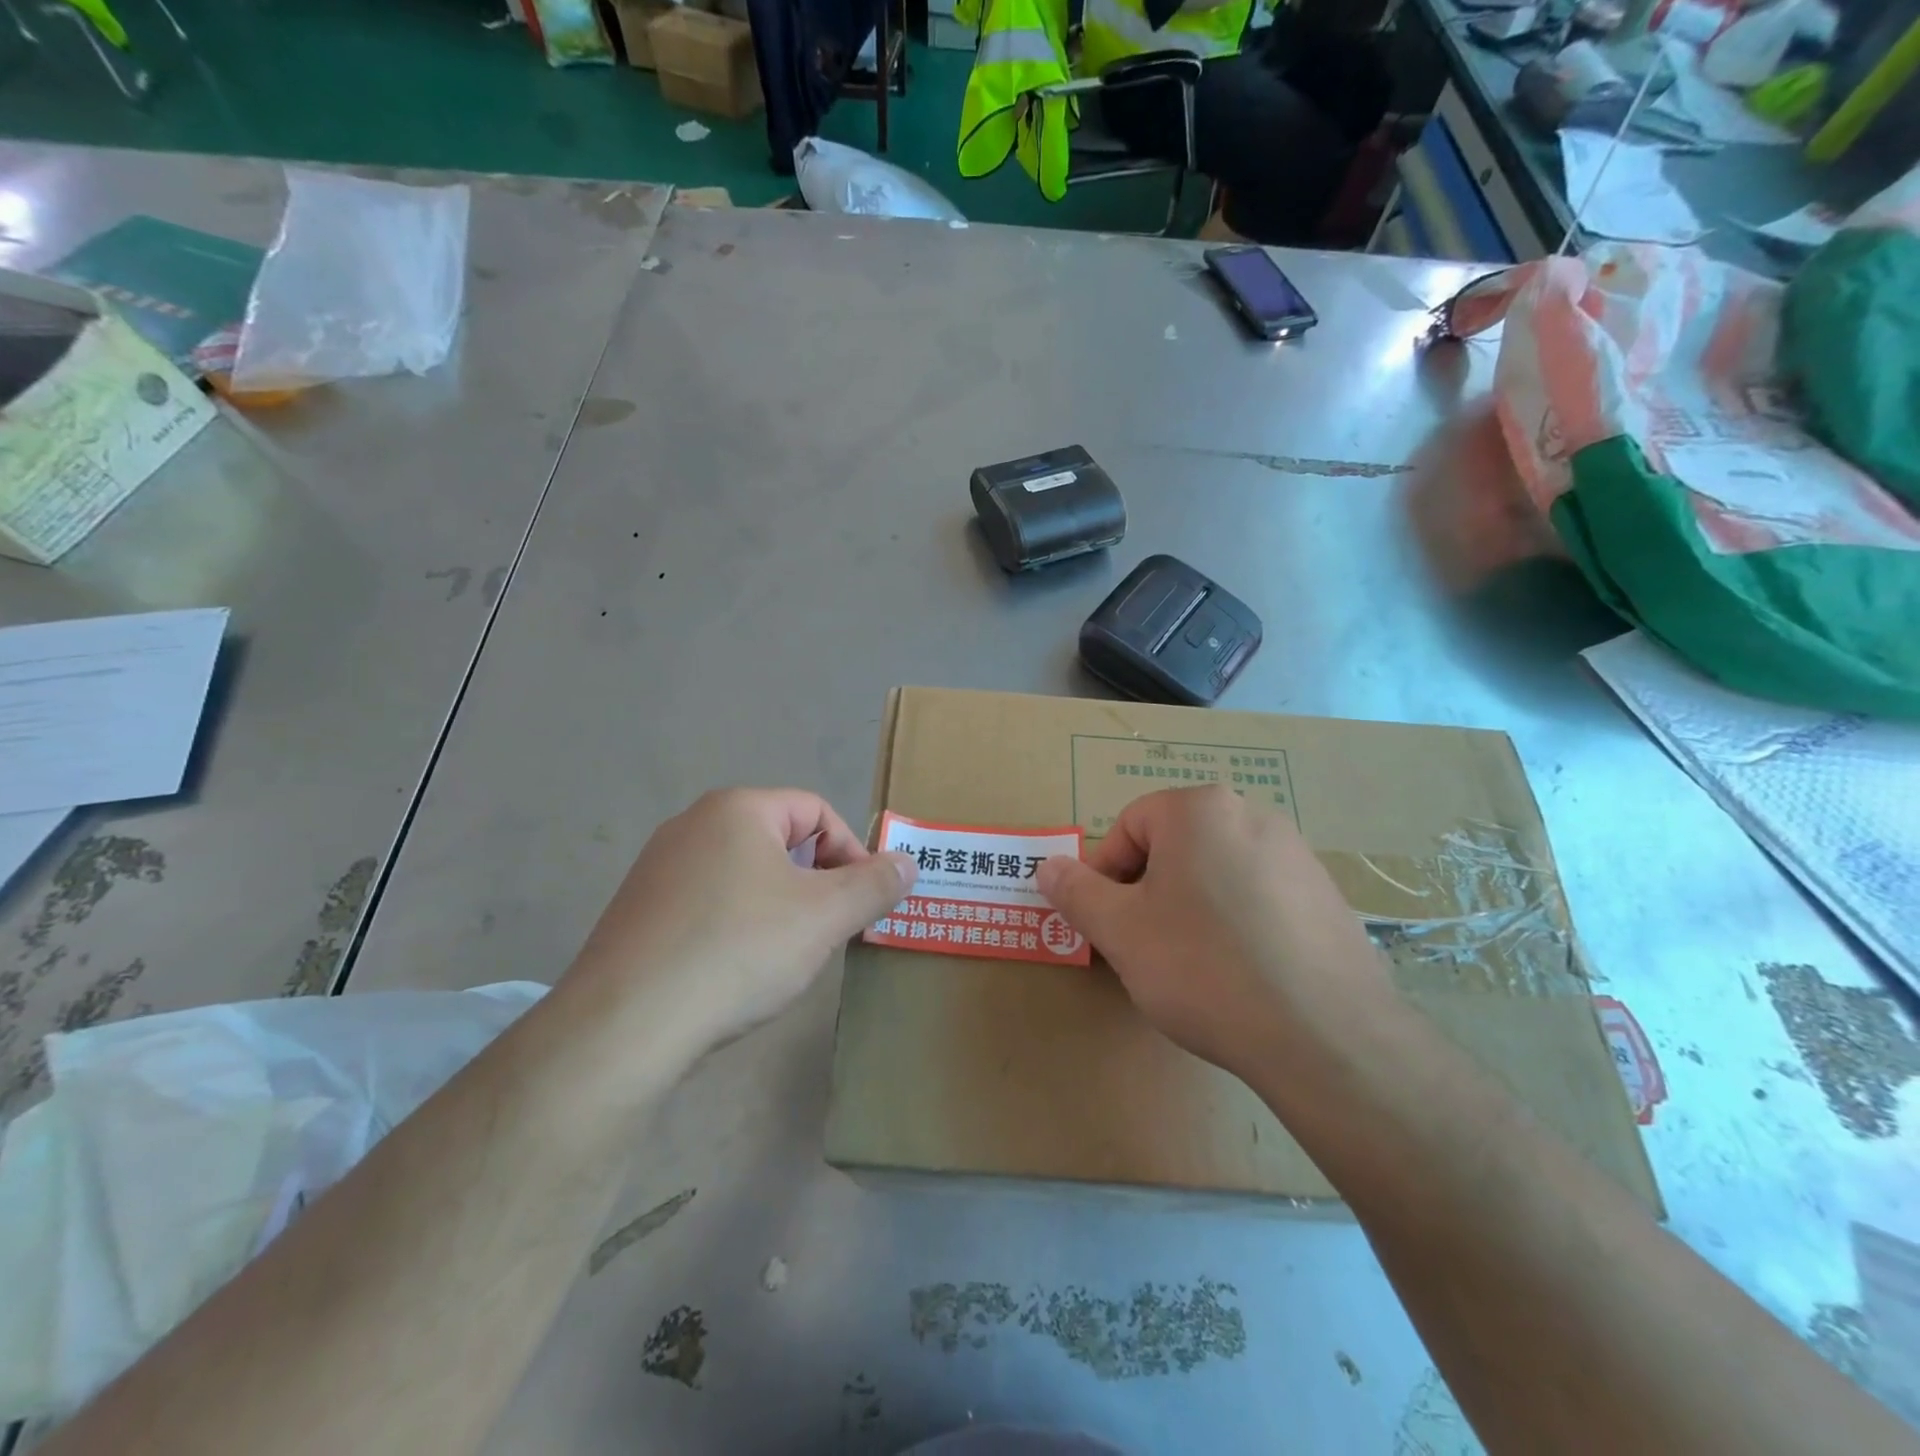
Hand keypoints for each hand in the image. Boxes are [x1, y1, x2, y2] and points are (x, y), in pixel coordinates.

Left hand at [562, 788, 915, 1056]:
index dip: (851, 852)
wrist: (625, 1026)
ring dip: (779, 905)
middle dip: (815, 882)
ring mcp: (658, 867)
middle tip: (828, 931)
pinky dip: (737, 925)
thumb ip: (874, 885)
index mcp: (737, 809)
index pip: (816, 810)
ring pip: (744, 873)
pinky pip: (708, 902)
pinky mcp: (639, 910)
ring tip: (784, 955)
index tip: (860, 902)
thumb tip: (908, 863)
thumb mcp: (825, 917)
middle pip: (780, 839)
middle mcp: (692, 824)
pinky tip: (735, 970)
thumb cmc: (739, 952)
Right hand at [1035, 785, 1389, 1080]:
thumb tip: (1046, 867)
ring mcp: (1298, 856)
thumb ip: (1076, 892)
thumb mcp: (1120, 931)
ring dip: (1192, 907)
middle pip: (1175, 846)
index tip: (1110, 924)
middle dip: (1149, 891)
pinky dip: (1239, 923)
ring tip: (1194, 966)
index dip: (1107, 874)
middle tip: (1145, 946)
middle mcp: (1253, 816)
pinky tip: (1243, 974)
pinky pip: (1261, 897)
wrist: (1325, 1036)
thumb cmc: (1204, 968)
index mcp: (1200, 810)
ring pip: (1218, 872)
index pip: (1130, 826)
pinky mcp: (1326, 897)